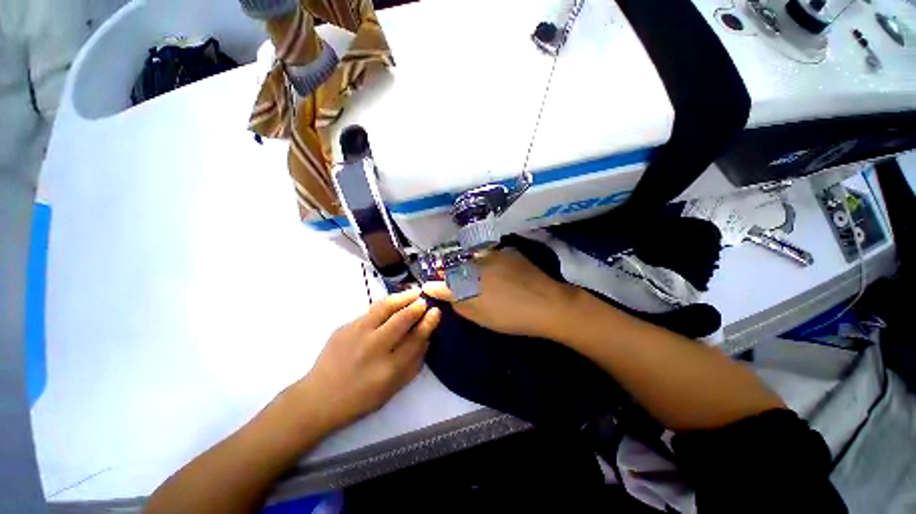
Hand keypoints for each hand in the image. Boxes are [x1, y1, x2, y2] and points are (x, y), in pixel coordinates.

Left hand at [293, 288, 440, 431]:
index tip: (436, 311)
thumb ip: (414, 362)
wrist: (319, 398)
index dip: (428, 322)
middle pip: (402, 318)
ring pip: (385, 307)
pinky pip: (371, 311)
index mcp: (388, 368)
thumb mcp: (393, 388)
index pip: (416, 338)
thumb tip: (427, 336)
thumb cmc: (361, 398)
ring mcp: (356, 334)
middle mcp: (373, 348)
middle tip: (425, 300)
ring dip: (402, 297)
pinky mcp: (344, 327)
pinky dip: (386, 304)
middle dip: (417, 306)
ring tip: (413, 293)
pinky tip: (393, 303)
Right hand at [423, 249, 579, 339]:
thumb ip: (459, 305)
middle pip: (453, 267)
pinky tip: (493, 268)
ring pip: (469, 258)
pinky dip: (484, 260)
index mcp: (468, 286)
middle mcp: (474, 266)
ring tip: (471, 273)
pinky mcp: (505, 251)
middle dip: (447, 273)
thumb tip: (444, 294)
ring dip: (465, 264)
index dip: (433, 286)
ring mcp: (491, 256)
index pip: (442, 284)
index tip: (428, 286)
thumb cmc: (512, 317)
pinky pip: (487, 253)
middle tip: (449, 278)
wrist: (547, 303)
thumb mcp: (481, 318)